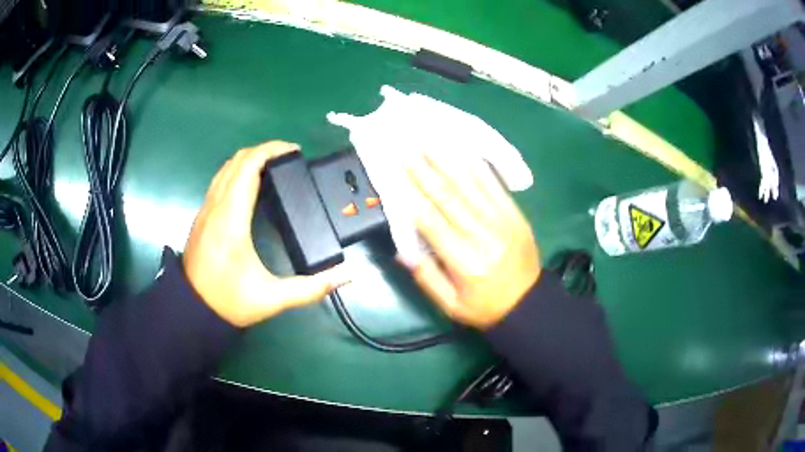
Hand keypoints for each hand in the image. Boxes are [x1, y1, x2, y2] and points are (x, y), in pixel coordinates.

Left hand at [183, 141, 349, 326]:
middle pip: (236, 160)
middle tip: (289, 159)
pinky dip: (237, 171)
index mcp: (231, 219)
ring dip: (249, 159)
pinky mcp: (202, 216)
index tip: (294, 151)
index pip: (247, 166)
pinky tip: (251, 185)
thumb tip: (346, 275)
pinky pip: (220, 180)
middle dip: (263, 150)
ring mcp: (206, 210)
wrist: (191, 310)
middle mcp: (215, 207)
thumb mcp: (272, 298)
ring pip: (225, 168)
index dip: (271, 150)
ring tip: (273, 167)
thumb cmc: (228, 301)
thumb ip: (311, 288)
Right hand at [405, 155, 539, 328]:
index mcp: (464, 260)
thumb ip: (425, 276)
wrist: (528, 304)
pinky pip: (493, 185)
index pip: (430, 220)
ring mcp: (502, 220)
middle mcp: (482, 235)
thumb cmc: (485, 307)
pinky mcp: (515, 213)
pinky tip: (460, 152)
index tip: (394, 172)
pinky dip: (475, 167)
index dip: (410, 193)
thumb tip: (401, 249)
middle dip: (423, 169)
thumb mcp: (450, 305)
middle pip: (448, 195)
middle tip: (405, 148)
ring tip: (427, 142)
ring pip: (470, 184)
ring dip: (446, 161)